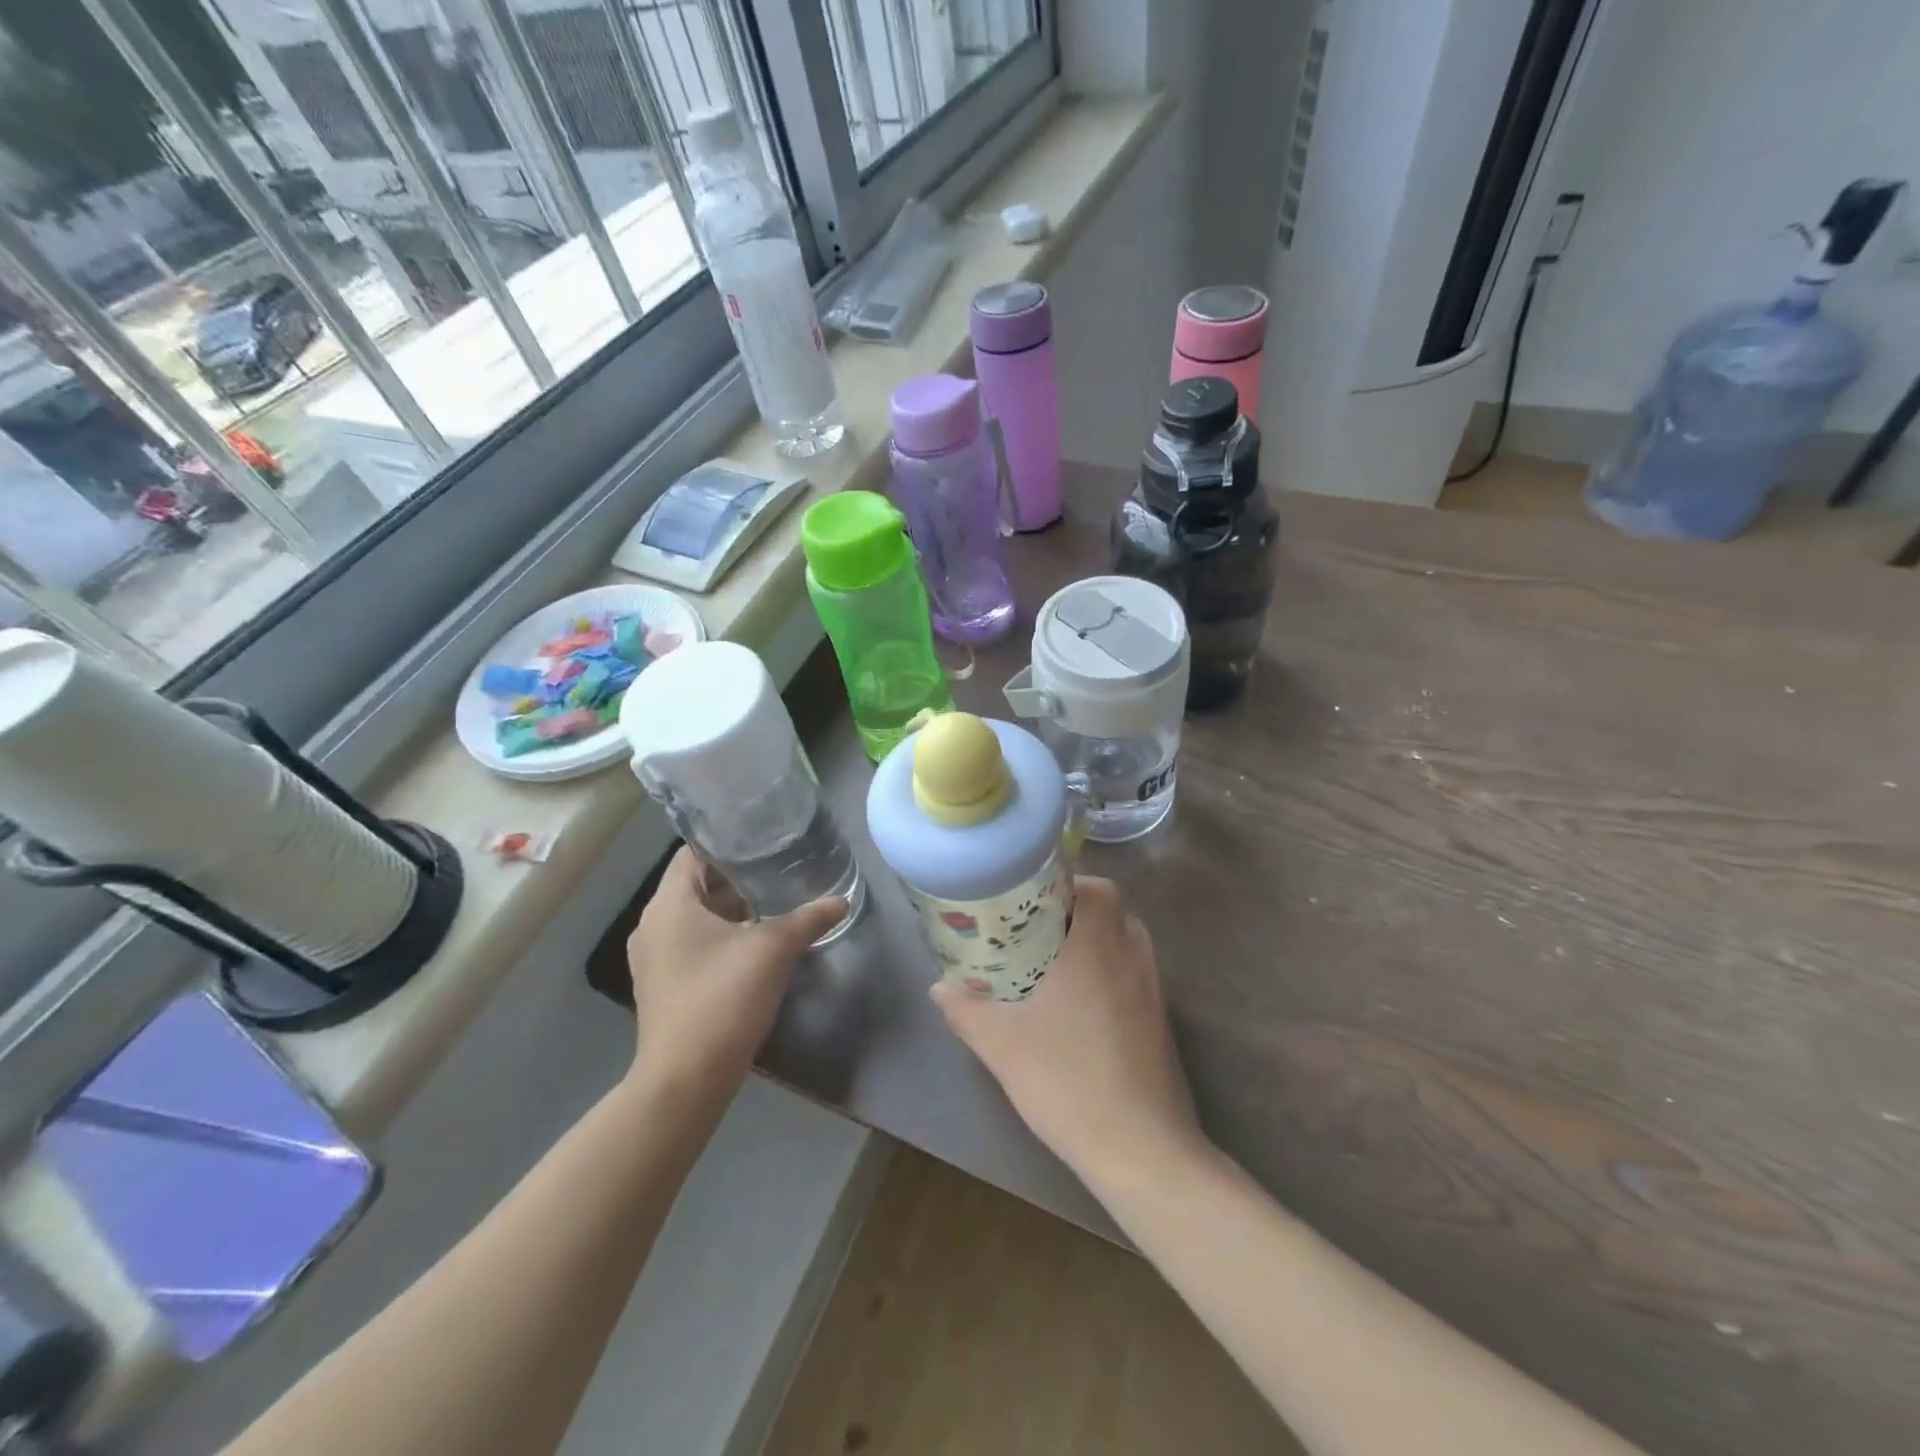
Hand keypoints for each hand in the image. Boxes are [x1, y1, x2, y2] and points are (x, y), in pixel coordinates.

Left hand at [626, 847, 845, 1100]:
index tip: (763, 839)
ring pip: (694, 916)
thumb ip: (808, 919)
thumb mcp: (773, 951)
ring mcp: (654, 958)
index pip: (692, 853)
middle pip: (695, 884)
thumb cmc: (722, 1000)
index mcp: (668, 905)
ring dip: (730, 908)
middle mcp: (652, 925)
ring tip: (773, 901)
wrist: (685, 1080)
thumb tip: (843, 900)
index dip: (727, 842)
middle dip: (736, 877)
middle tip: (778, 869)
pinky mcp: (663, 984)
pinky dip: (720, 935)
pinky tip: (755, 942)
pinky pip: (691, 943)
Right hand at [930, 876, 1203, 1188]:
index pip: (1092, 886)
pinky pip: (1133, 968)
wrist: (1141, 1147)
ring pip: (1123, 936)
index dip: (1060, 882)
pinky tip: (1079, 1001)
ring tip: (1051, 959)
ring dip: (1092, 936)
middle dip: (1071, 908)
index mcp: (1095, 943)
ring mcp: (1152, 984)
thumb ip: (966, 1009)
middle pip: (1108, 906)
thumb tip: (939, 986)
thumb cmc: (1067, 1080)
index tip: (1026, 898)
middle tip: (1030, 928)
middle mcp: (1129, 952)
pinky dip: (1108, 966)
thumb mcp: (1001, 1045)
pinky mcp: (1161, 1014)